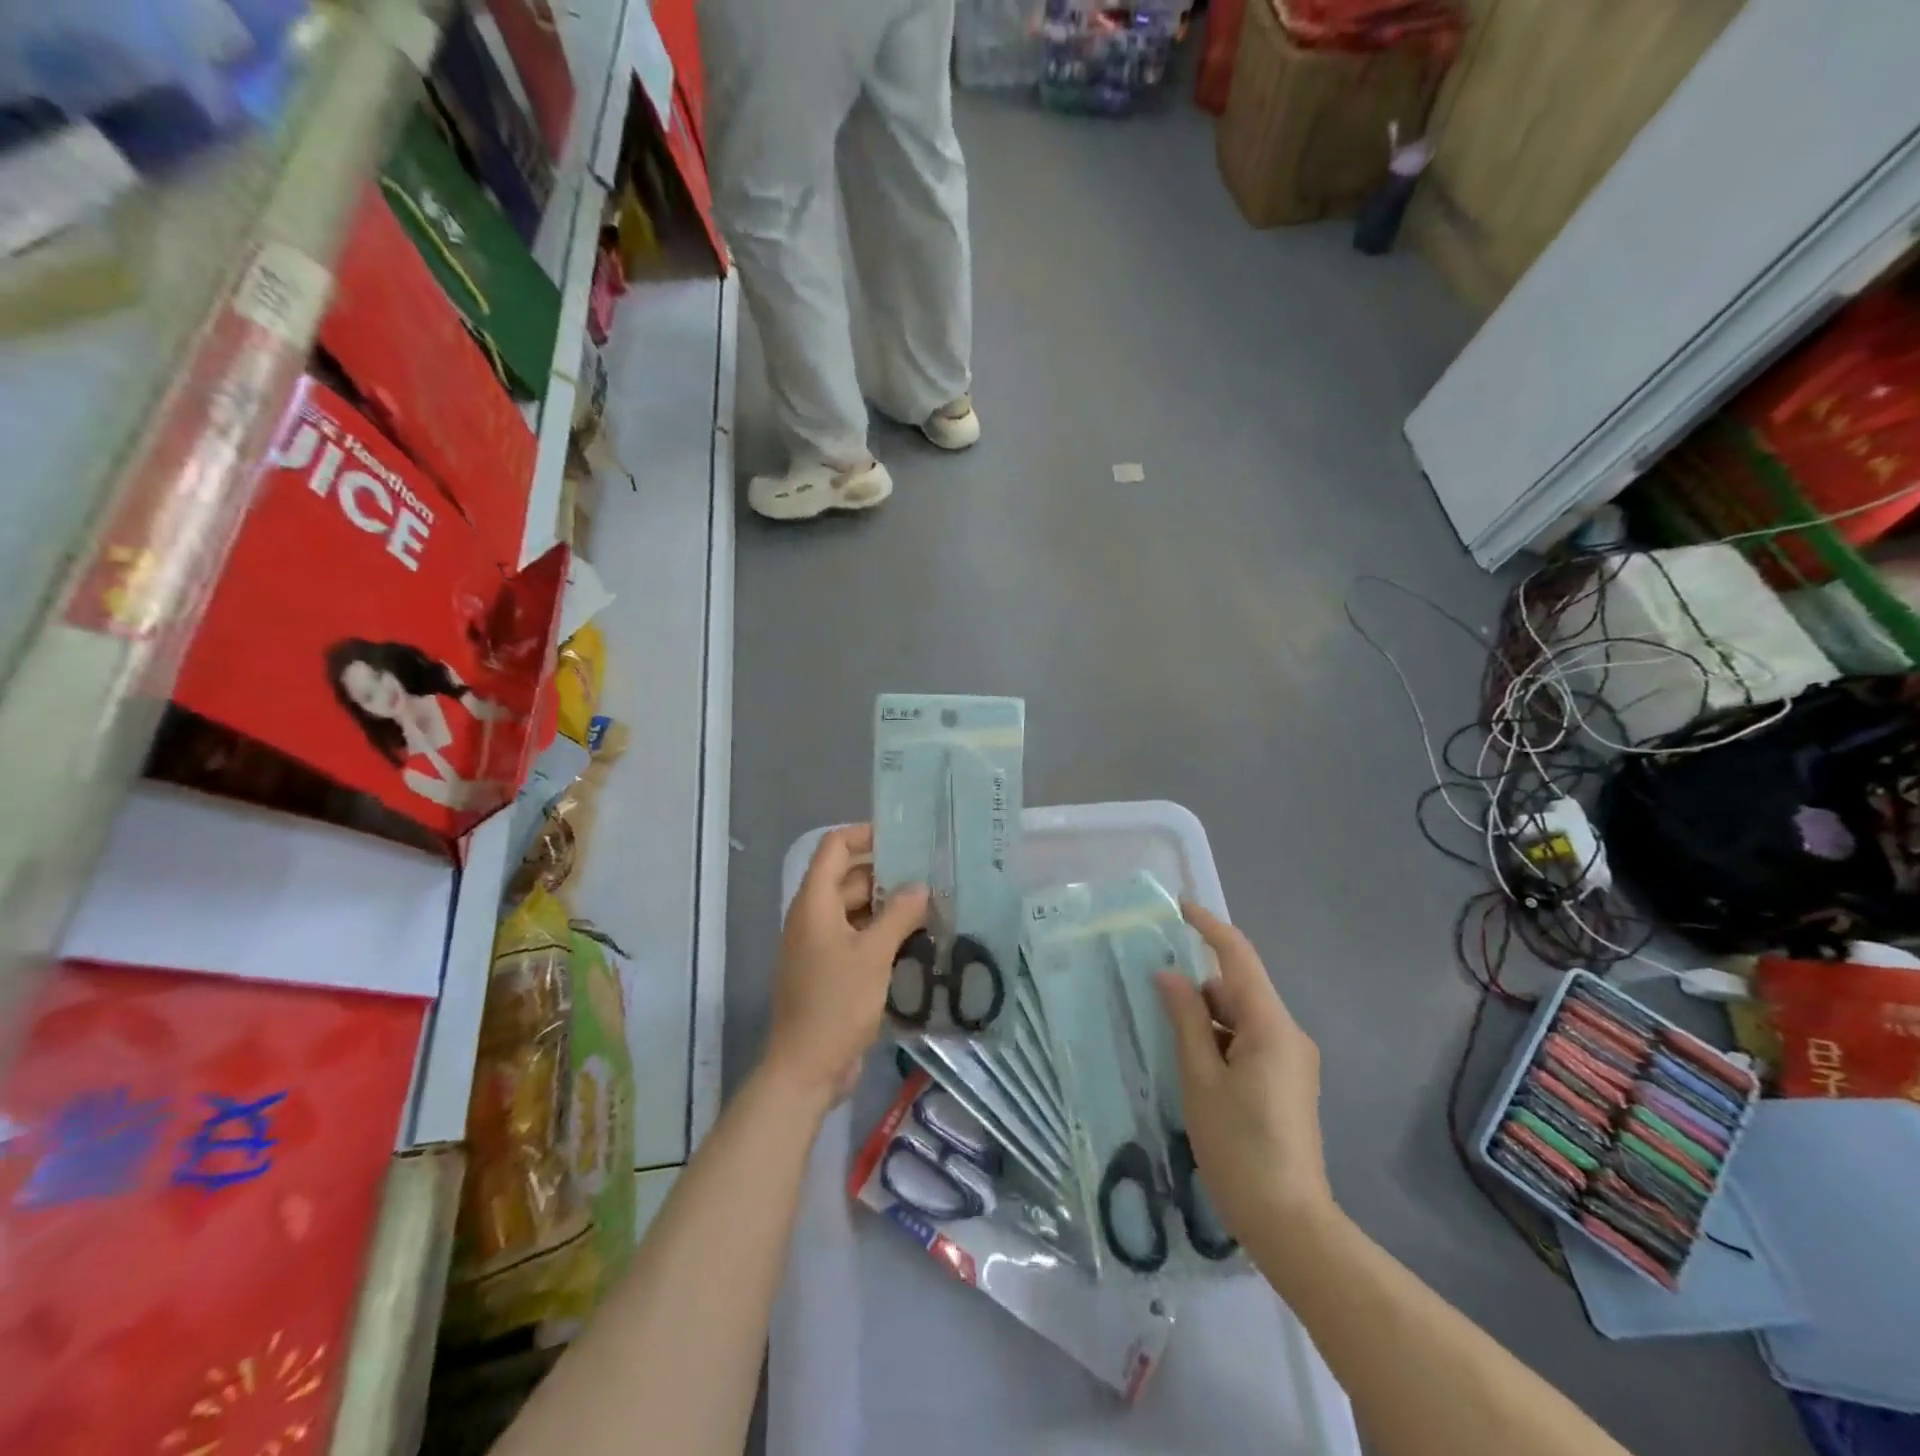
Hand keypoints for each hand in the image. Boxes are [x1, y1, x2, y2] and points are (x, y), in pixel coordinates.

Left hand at [764, 825, 928, 1105]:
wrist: (805, 1069)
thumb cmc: (835, 1003)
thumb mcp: (873, 955)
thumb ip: (899, 915)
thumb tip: (921, 887)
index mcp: (814, 903)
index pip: (834, 847)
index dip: (864, 835)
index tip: (903, 839)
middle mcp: (813, 917)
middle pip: (849, 879)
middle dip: (888, 875)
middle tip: (931, 876)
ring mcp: (820, 946)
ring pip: (857, 911)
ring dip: (889, 908)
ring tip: (932, 907)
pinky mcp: (830, 971)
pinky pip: (858, 939)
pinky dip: (883, 935)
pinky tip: (917, 942)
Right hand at [1156, 901, 1333, 1238]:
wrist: (1289, 1222)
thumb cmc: (1238, 1146)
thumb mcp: (1201, 1079)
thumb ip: (1185, 1020)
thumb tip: (1169, 975)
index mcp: (1271, 1026)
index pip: (1238, 957)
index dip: (1209, 927)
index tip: (1179, 907)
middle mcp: (1289, 1035)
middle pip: (1239, 989)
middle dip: (1200, 986)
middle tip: (1156, 993)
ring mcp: (1293, 1060)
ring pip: (1243, 1017)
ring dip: (1209, 1018)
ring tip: (1171, 1041)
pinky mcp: (1289, 1083)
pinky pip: (1251, 1041)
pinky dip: (1222, 1040)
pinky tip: (1196, 1066)